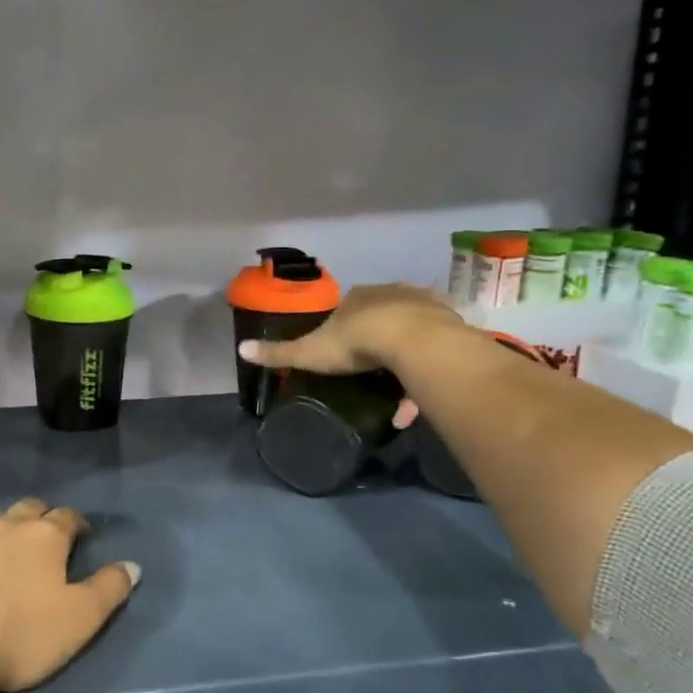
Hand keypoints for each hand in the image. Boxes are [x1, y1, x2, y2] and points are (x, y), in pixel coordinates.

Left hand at [0, 498, 138, 692]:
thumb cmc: (22, 633)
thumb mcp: (81, 619)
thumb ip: (109, 589)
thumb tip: (133, 565)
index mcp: (47, 536)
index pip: (68, 517)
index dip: (78, 523)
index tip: (82, 534)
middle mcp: (9, 525)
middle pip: (30, 508)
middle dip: (42, 516)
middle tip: (47, 536)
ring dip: (2, 523)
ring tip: (6, 540)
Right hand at [238, 283, 467, 428]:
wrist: (415, 342)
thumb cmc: (356, 343)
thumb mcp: (311, 351)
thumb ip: (279, 352)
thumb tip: (241, 349)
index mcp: (357, 297)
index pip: (347, 308)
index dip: (344, 329)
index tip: (342, 352)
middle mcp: (391, 293)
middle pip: (381, 315)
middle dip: (376, 342)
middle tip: (370, 373)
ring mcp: (424, 305)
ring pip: (412, 331)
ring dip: (405, 359)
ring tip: (398, 396)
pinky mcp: (451, 323)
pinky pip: (435, 348)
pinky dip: (426, 371)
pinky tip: (418, 399)